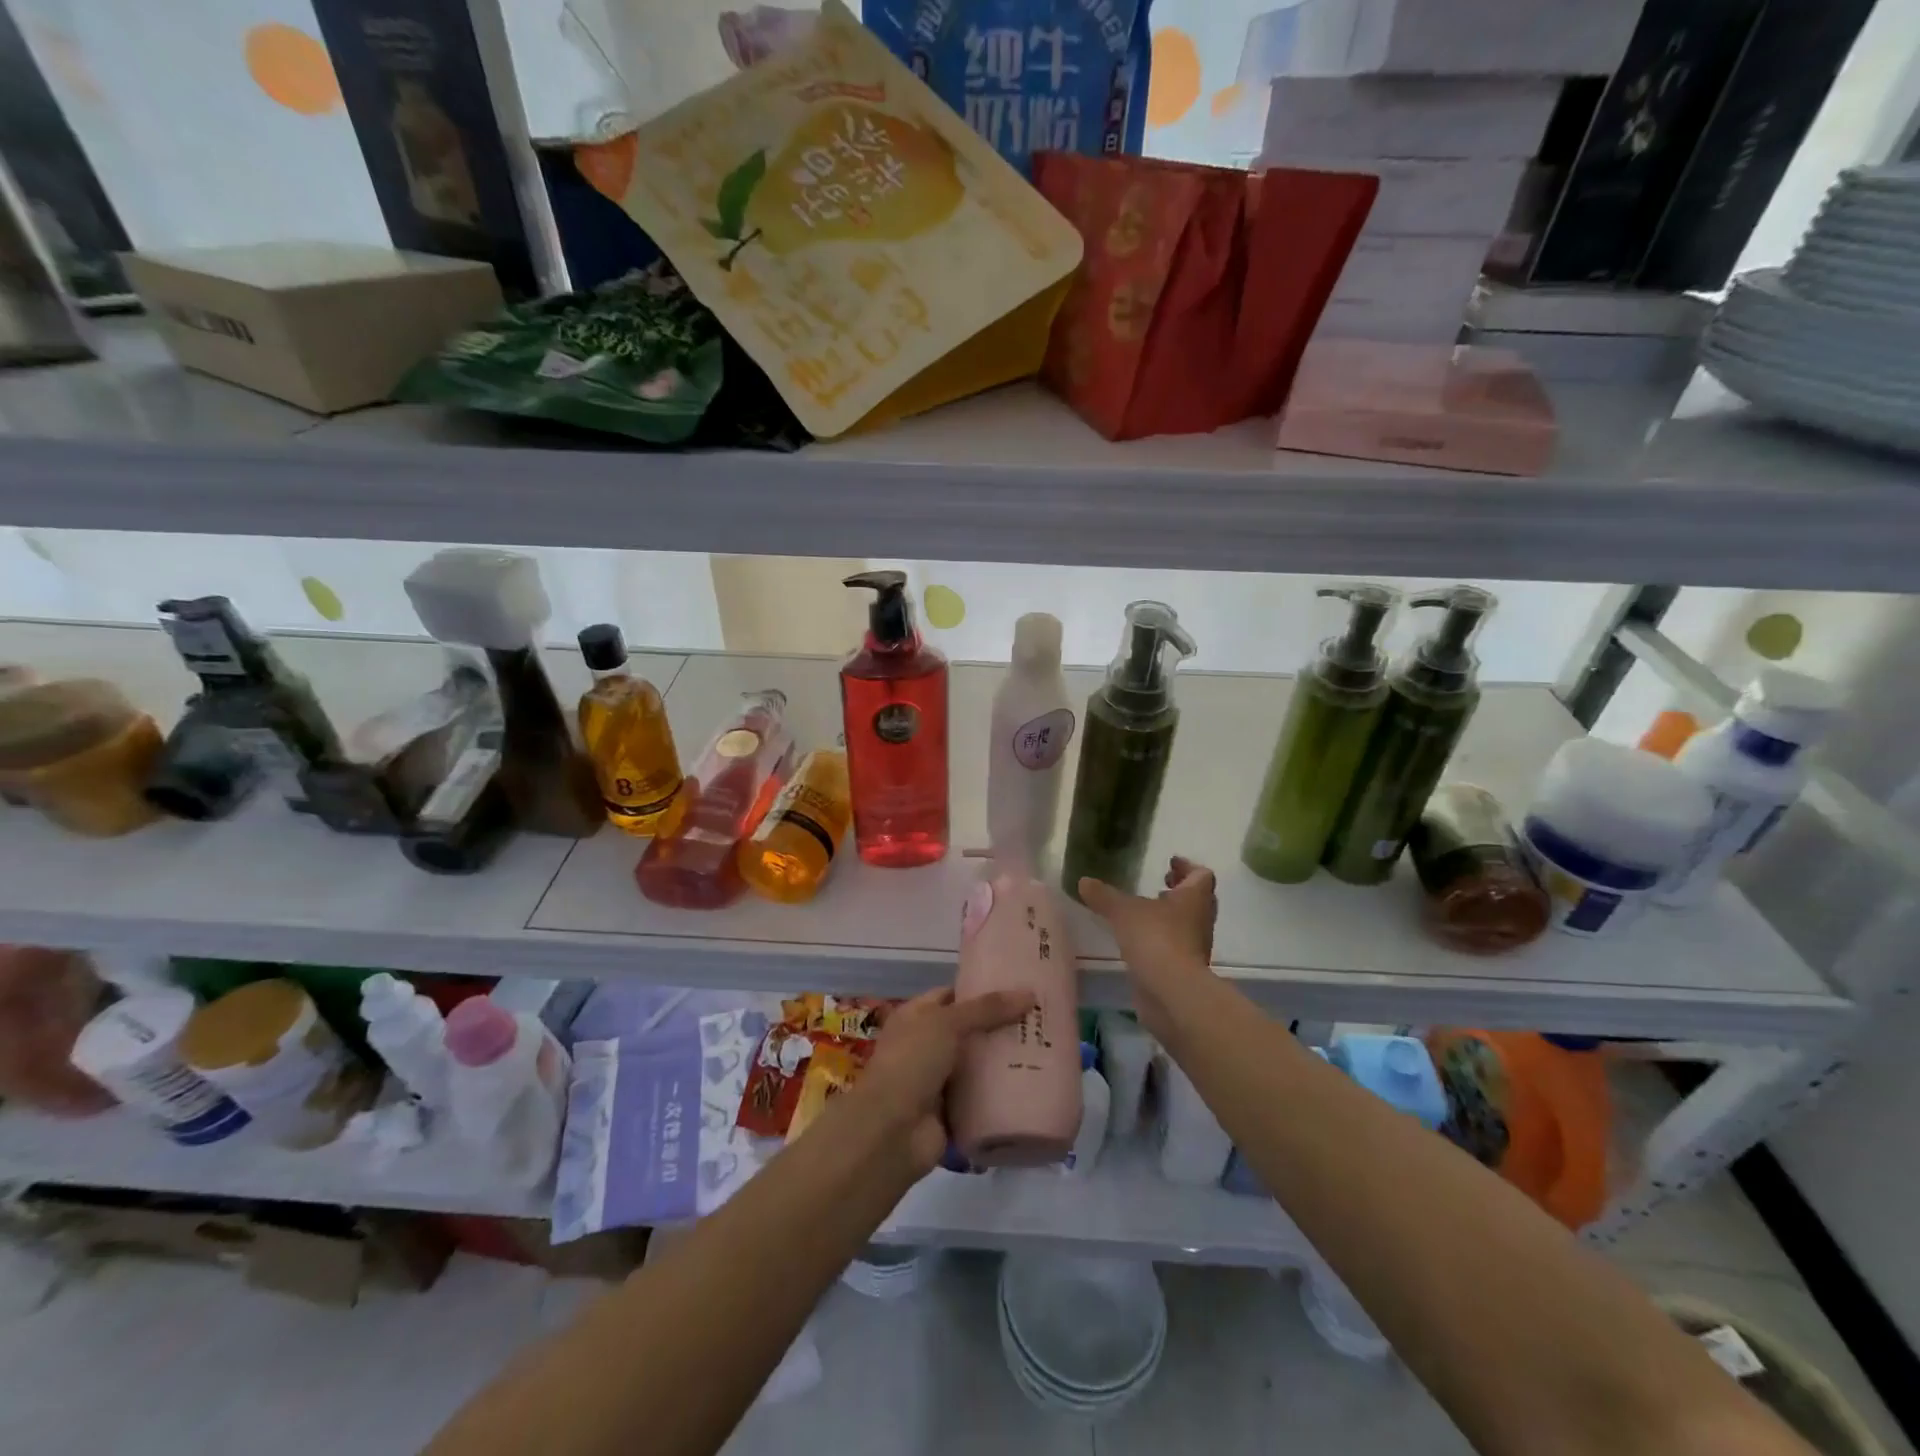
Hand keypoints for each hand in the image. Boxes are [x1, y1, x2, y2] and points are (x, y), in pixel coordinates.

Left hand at [852, 986, 1034, 1175]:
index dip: (980, 990)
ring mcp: (938, 1080)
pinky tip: (1032, 1084)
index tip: (1016, 987)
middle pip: (968, 1030)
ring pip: (977, 1064)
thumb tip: (1029, 995)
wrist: (891, 1131)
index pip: (952, 995)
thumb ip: (986, 1009)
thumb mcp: (947, 1023)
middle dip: (998, 1026)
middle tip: (1038, 1019)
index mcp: (916, 1017)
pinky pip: (981, 1097)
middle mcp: (926, 1045)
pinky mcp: (952, 1112)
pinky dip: (1001, 1093)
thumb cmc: (911, 1062)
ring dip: (1002, 1060)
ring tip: (1044, 1048)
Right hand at [1079, 857, 1217, 1038]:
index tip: (1170, 863)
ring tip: (1145, 912)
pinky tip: (1139, 940)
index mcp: (1194, 898)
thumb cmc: (1155, 939)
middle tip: (1159, 885)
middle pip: (1198, 899)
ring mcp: (1195, 947)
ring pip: (1187, 924)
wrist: (1172, 993)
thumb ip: (1104, 895)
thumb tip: (1084, 881)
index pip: (1202, 875)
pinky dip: (1162, 939)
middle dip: (1180, 891)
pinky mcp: (1184, 969)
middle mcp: (1200, 920)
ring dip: (1171, 916)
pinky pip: (1176, 946)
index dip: (1188, 866)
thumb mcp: (1123, 911)